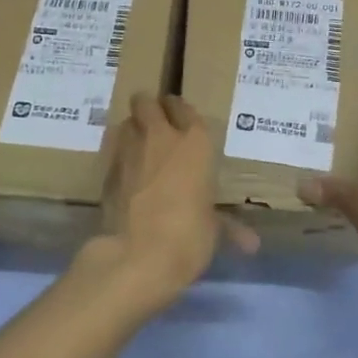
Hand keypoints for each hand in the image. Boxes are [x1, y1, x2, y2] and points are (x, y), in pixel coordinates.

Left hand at [95, 93, 256, 310]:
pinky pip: (114, 152)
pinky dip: (119, 158)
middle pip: (146, 101)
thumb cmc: (189, 236)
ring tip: (140, 149)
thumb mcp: (213, 230)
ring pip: (126, 122)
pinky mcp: (106, 171)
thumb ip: (228, 226)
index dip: (179, 112)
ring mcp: (129, 151)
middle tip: (156, 127)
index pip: (183, 107)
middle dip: (149, 109)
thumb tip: (251, 244)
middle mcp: (160, 137)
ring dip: (132, 131)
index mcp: (194, 143)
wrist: (138, 256)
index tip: (180, 122)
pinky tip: (127, 176)